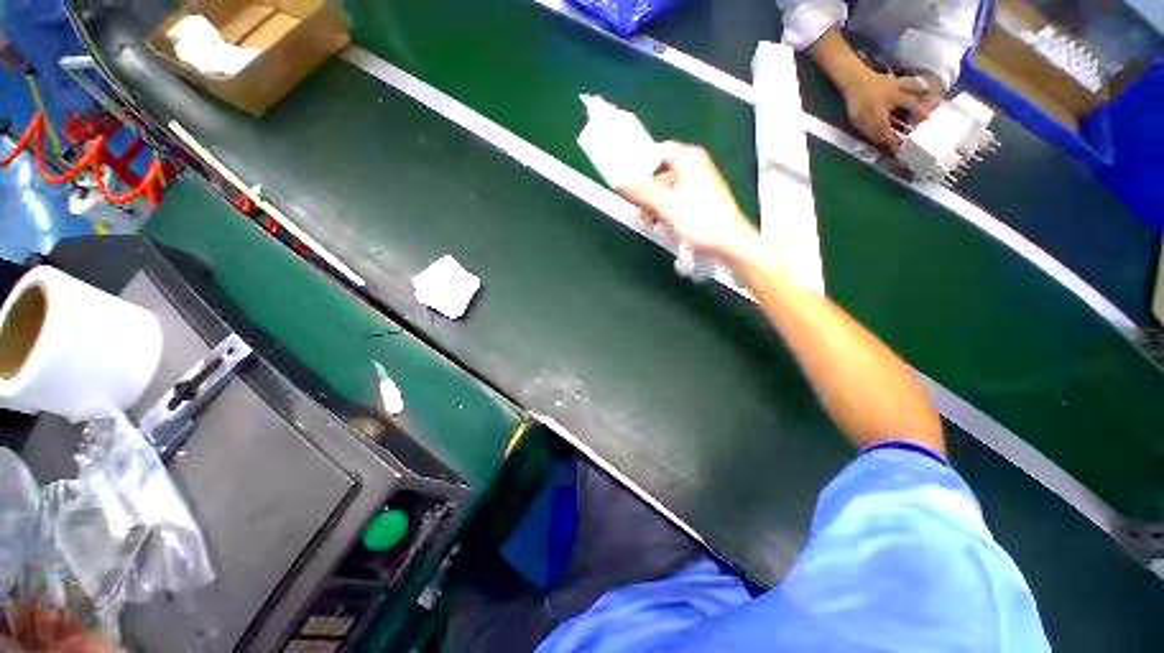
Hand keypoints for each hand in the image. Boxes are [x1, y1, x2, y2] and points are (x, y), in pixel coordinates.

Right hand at [618, 142, 760, 265]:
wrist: (729, 244)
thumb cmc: (699, 221)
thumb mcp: (666, 205)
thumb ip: (641, 192)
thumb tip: (620, 183)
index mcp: (689, 159)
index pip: (657, 151)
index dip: (640, 165)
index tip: (627, 181)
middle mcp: (695, 166)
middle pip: (661, 173)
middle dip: (647, 193)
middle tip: (638, 210)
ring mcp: (699, 184)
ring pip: (667, 190)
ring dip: (655, 206)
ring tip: (650, 223)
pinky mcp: (701, 201)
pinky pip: (676, 201)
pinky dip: (666, 211)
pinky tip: (663, 225)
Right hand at [840, 69, 930, 149]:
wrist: (854, 80)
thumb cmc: (877, 85)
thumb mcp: (898, 90)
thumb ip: (913, 102)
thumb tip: (930, 110)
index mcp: (879, 122)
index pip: (889, 139)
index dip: (897, 146)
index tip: (905, 150)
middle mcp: (868, 128)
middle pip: (880, 141)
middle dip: (889, 143)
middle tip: (900, 143)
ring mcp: (860, 126)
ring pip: (872, 138)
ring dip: (882, 139)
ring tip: (892, 137)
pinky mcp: (855, 122)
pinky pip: (866, 132)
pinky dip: (875, 133)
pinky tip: (881, 128)